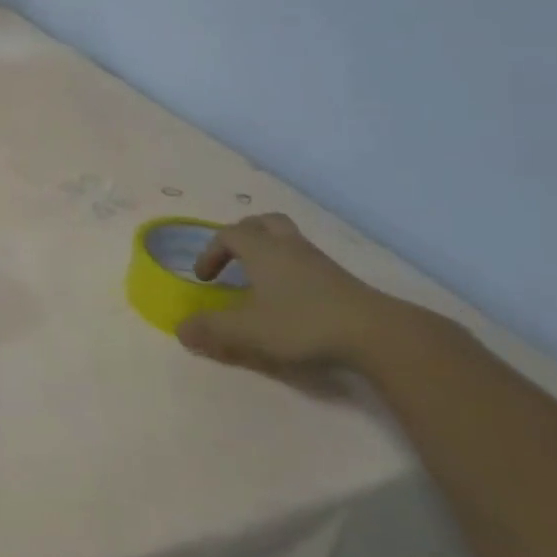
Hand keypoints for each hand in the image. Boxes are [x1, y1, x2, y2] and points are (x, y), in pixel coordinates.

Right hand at [177, 213, 410, 373]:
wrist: (377, 334)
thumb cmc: (303, 323)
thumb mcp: (248, 330)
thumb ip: (212, 329)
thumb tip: (180, 329)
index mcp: (261, 250)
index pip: (228, 235)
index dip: (210, 252)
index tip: (204, 278)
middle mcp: (288, 246)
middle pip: (263, 223)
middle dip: (242, 236)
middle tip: (233, 258)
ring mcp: (318, 261)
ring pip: (288, 238)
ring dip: (269, 250)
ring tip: (260, 276)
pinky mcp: (341, 279)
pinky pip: (306, 259)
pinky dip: (291, 268)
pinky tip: (290, 296)